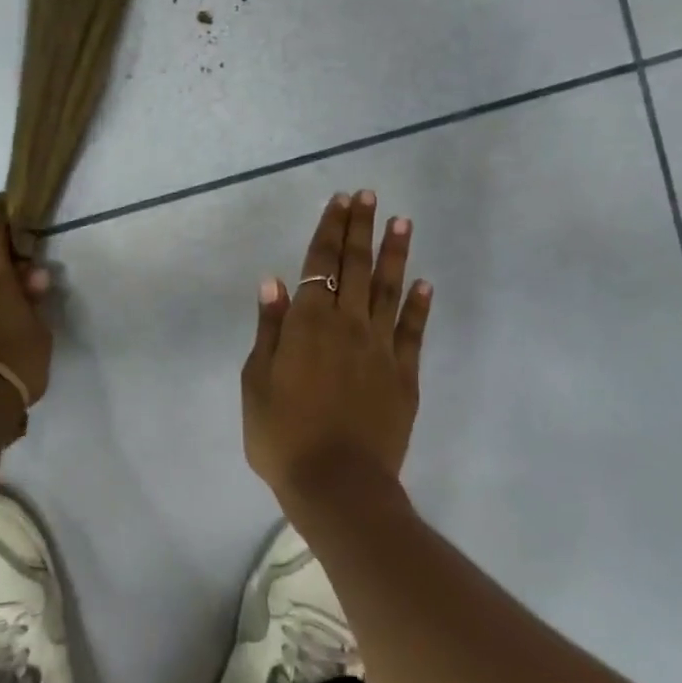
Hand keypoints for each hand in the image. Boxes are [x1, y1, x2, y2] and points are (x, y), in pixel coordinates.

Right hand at [241, 190, 433, 503]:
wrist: (337, 485)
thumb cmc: (282, 436)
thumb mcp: (257, 382)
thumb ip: (269, 329)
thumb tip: (275, 282)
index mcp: (308, 323)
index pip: (320, 263)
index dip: (330, 229)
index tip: (341, 201)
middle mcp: (347, 325)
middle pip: (356, 267)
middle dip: (362, 228)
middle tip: (370, 197)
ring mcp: (380, 348)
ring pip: (388, 290)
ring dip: (395, 254)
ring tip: (402, 222)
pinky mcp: (404, 375)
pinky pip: (413, 332)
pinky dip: (418, 306)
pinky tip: (424, 284)